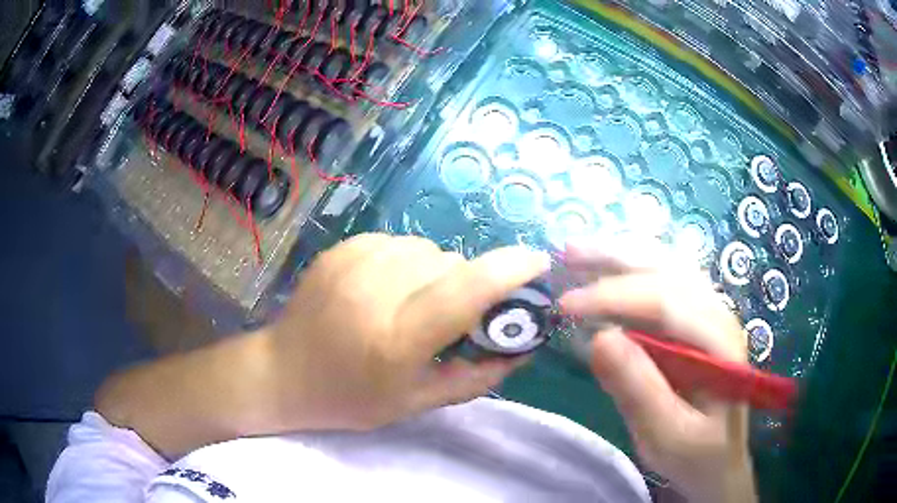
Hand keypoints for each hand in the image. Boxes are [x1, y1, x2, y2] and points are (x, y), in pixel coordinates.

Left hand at [97, 234, 549, 457]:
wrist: (282, 372)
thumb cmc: (351, 397)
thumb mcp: (417, 402)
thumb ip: (477, 376)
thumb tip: (522, 347)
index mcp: (396, 340)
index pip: (464, 291)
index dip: (509, 272)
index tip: (538, 263)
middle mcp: (375, 292)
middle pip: (450, 264)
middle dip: (466, 285)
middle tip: (450, 315)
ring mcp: (353, 263)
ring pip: (427, 249)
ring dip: (436, 272)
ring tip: (412, 303)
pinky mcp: (340, 248)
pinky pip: (399, 242)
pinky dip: (407, 263)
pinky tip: (385, 288)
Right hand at [559, 241, 755, 502]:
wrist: (719, 461)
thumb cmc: (695, 454)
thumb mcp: (665, 435)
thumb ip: (639, 389)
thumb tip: (600, 337)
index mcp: (720, 344)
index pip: (666, 301)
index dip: (615, 296)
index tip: (566, 305)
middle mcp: (719, 316)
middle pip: (669, 270)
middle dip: (616, 259)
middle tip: (567, 253)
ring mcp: (711, 314)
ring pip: (668, 267)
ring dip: (623, 255)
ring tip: (580, 251)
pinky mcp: (697, 322)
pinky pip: (666, 283)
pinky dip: (633, 270)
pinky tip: (610, 267)